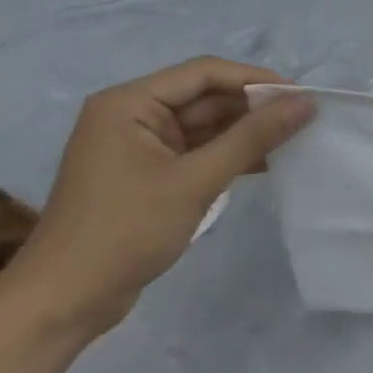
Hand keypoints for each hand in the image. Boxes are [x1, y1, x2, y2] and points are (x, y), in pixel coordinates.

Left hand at [5, 58, 315, 339]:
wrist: (66, 299)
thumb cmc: (126, 230)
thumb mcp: (197, 180)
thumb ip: (253, 137)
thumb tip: (306, 103)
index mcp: (129, 104)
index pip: (205, 73)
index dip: (256, 80)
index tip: (303, 97)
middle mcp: (132, 116)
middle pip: (206, 97)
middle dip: (255, 108)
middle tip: (306, 121)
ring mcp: (140, 147)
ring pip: (206, 126)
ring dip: (247, 132)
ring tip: (295, 141)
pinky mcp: (149, 174)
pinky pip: (198, 151)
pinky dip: (231, 155)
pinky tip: (268, 163)